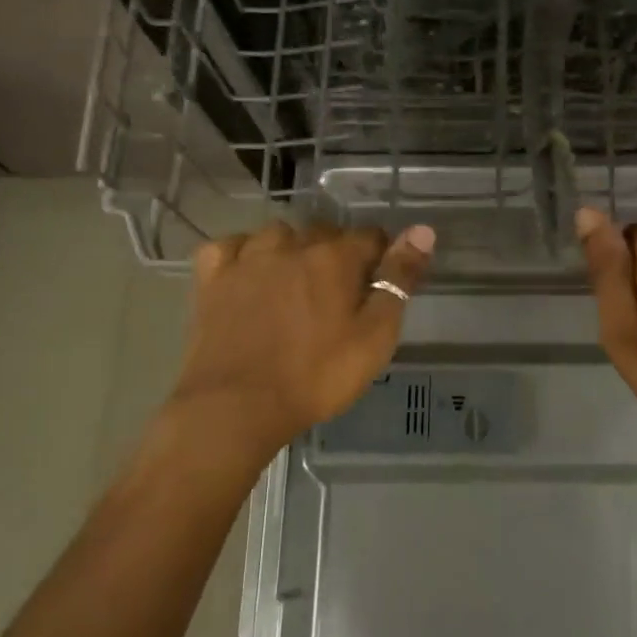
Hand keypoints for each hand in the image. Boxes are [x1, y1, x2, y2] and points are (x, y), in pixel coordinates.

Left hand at [163, 221, 436, 461]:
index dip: (380, 258)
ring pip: (278, 235)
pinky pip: (231, 247)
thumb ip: (399, 279)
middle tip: (339, 295)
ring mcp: (247, 258)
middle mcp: (292, 245)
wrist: (237, 406)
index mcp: (335, 257)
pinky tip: (249, 274)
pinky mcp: (213, 278)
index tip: (379, 286)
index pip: (370, 236)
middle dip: (337, 254)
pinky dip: (243, 254)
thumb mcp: (375, 335)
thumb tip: (423, 230)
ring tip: (295, 284)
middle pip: (325, 233)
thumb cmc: (317, 375)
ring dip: (292, 249)